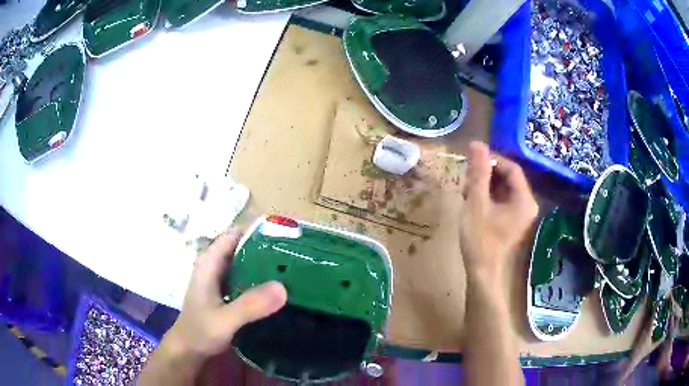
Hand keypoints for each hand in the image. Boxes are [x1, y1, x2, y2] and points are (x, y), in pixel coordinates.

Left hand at [165, 230, 286, 359]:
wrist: (190, 349)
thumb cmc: (201, 331)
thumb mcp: (225, 320)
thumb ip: (250, 305)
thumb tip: (283, 287)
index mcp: (210, 262)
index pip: (236, 234)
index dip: (260, 233)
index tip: (287, 241)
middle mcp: (214, 264)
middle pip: (243, 247)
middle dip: (267, 251)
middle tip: (296, 259)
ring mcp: (219, 278)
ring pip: (245, 263)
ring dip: (265, 266)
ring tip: (293, 271)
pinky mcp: (225, 291)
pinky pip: (245, 278)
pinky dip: (260, 280)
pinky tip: (277, 289)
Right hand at [460, 142, 538, 276]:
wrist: (481, 273)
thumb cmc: (480, 239)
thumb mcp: (476, 203)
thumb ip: (478, 173)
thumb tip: (476, 144)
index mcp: (524, 199)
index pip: (511, 168)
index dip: (492, 160)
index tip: (471, 161)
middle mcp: (527, 204)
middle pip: (507, 178)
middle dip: (485, 175)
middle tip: (465, 180)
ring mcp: (520, 214)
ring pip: (502, 188)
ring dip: (484, 185)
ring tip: (465, 192)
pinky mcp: (511, 221)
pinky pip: (501, 200)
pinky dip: (486, 197)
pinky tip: (471, 201)